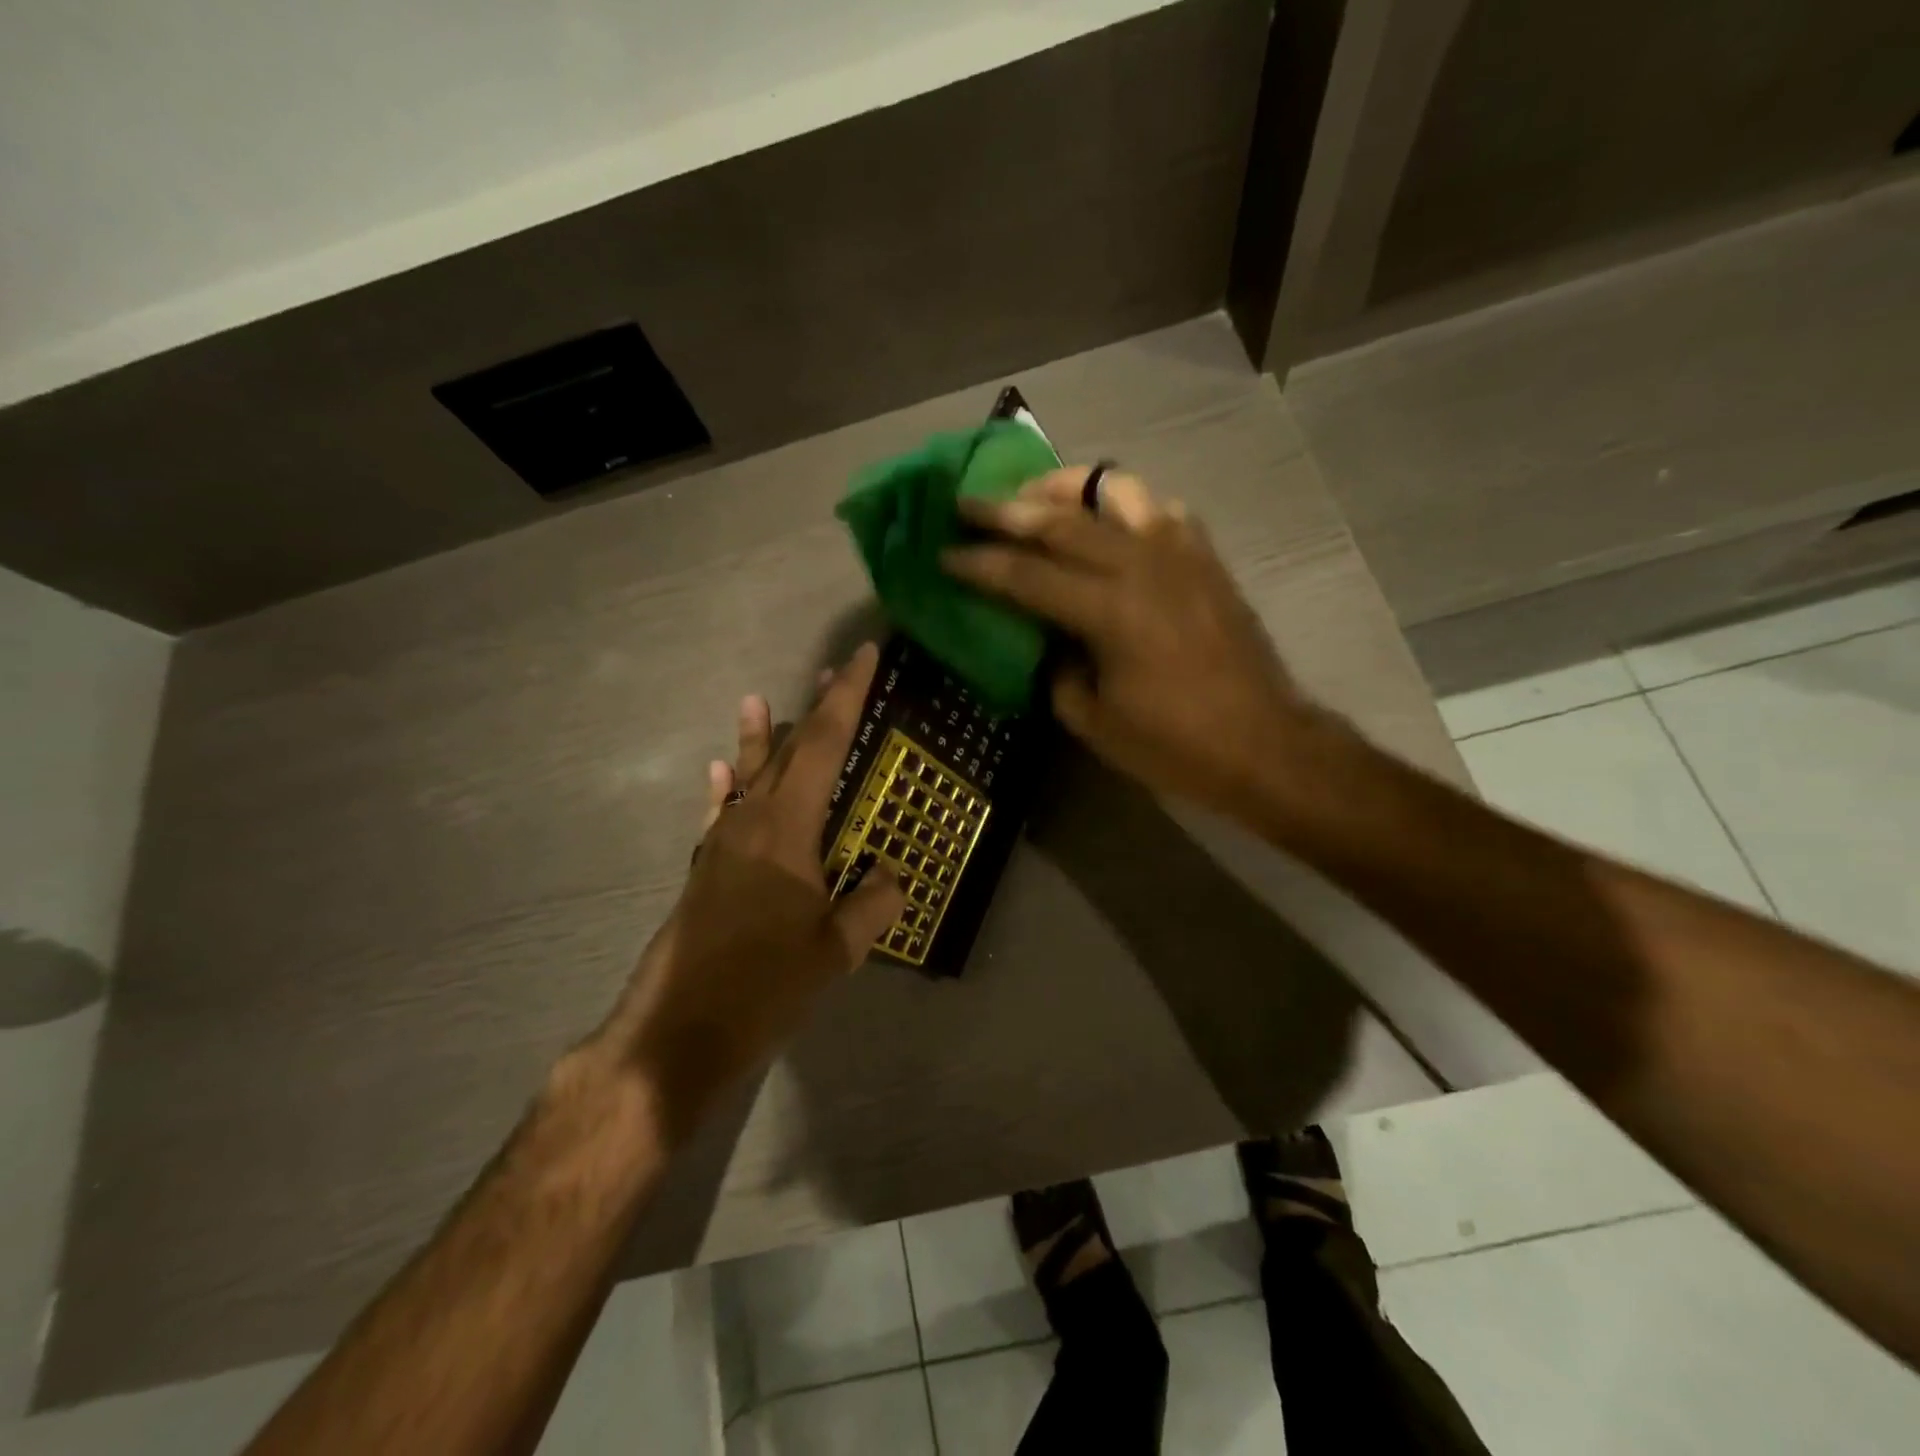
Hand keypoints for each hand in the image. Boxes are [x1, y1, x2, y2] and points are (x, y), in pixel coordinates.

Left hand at [593, 645, 904, 1140]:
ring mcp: (722, 845)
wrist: (676, 1032)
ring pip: (749, 777)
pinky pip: (721, 814)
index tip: (862, 658)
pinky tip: (722, 773)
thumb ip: (871, 908)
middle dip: (815, 709)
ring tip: (758, 701)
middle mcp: (751, 822)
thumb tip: (895, 878)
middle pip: (788, 750)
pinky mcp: (706, 870)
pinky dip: (727, 788)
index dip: (847, 698)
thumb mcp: (833, 951)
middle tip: (835, 674)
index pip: (824, 746)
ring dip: (763, 739)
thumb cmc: (761, 987)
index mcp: (787, 828)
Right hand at [942, 468, 1311, 817]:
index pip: (1026, 574)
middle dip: (1007, 509)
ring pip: (1115, 489)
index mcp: (1109, 611)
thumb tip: (1047, 640)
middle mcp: (1142, 564)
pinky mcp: (1205, 555)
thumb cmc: (1175, 744)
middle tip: (968, 503)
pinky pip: (1157, 508)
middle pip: (1061, 519)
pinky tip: (1107, 525)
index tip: (944, 552)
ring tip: (1038, 499)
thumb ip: (1057, 671)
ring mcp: (1180, 551)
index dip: (979, 563)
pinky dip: (1122, 506)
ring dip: (1067, 488)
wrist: (1264, 743)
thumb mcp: (1094, 721)